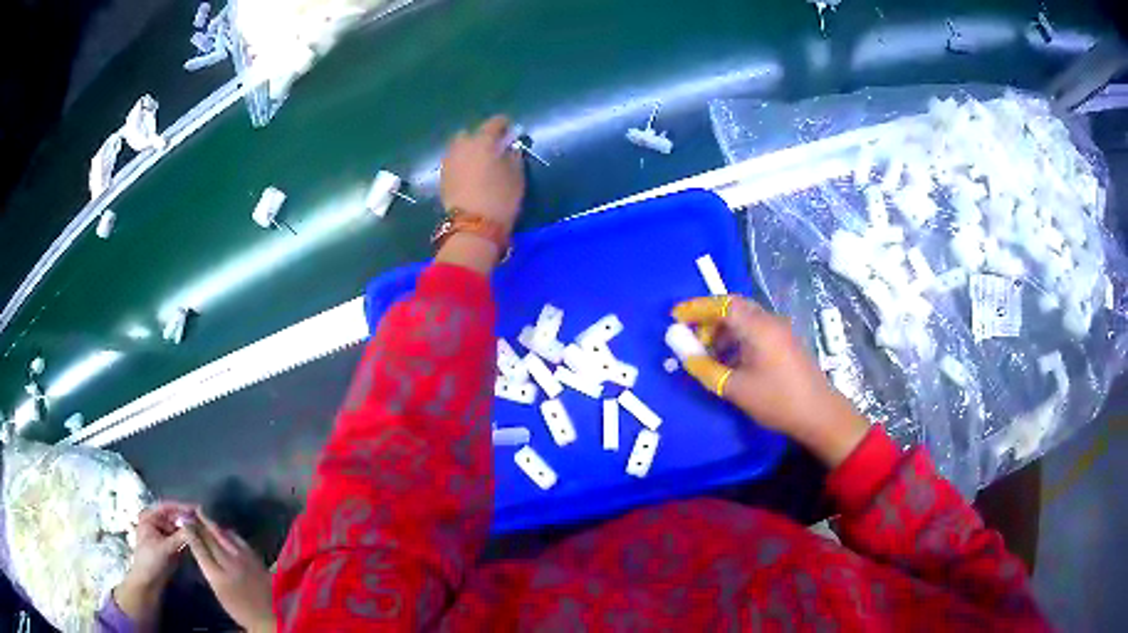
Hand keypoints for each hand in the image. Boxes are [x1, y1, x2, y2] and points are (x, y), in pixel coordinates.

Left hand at [114, 501, 193, 622]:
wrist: (148, 582)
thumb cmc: (150, 561)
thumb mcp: (165, 549)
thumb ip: (180, 537)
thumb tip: (195, 525)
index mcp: (150, 517)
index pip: (168, 507)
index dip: (182, 507)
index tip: (198, 509)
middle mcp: (157, 522)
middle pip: (175, 517)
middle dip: (188, 519)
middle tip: (204, 522)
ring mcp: (165, 535)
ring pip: (180, 528)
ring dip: (190, 530)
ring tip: (205, 531)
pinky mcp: (171, 546)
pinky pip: (182, 539)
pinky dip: (190, 539)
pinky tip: (200, 540)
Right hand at [184, 510, 275, 632]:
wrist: (272, 618)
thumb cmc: (241, 610)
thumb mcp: (219, 592)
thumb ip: (209, 569)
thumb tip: (200, 549)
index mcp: (216, 575)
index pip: (199, 547)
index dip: (190, 532)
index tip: (183, 520)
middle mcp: (229, 563)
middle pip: (211, 538)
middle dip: (200, 522)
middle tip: (191, 511)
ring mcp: (244, 559)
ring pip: (224, 535)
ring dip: (213, 524)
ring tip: (203, 515)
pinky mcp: (256, 559)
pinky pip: (239, 540)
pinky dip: (229, 532)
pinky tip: (225, 530)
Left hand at [440, 115, 525, 230]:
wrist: (472, 226)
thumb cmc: (500, 198)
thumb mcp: (516, 176)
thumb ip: (514, 156)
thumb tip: (510, 147)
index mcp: (482, 141)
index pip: (495, 123)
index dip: (505, 126)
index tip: (511, 133)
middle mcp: (462, 145)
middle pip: (471, 133)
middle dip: (482, 137)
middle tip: (494, 149)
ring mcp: (449, 161)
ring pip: (459, 147)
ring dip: (469, 150)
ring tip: (481, 163)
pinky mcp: (442, 176)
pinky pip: (454, 161)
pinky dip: (462, 163)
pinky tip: (471, 174)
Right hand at [673, 296, 870, 467]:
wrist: (819, 414)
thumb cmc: (777, 400)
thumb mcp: (736, 388)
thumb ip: (706, 368)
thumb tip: (682, 352)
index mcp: (758, 327)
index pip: (723, 304)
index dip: (697, 308)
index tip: (675, 316)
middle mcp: (769, 321)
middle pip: (734, 307)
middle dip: (709, 317)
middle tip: (689, 334)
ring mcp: (779, 331)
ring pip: (744, 319)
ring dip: (722, 330)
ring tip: (706, 352)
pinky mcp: (784, 343)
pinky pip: (754, 330)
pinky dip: (736, 338)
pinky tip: (728, 360)